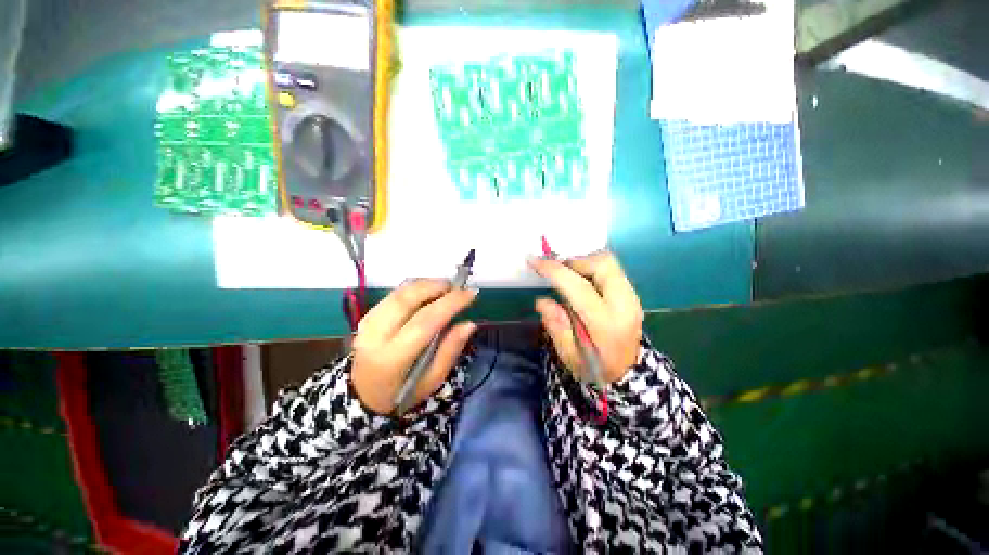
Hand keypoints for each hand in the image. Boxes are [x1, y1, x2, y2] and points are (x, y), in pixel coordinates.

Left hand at [351, 279, 477, 414]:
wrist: (364, 396)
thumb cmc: (403, 393)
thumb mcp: (432, 380)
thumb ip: (450, 350)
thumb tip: (470, 323)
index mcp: (392, 358)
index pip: (425, 321)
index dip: (450, 303)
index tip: (470, 293)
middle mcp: (375, 336)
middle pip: (407, 299)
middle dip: (435, 287)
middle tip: (457, 287)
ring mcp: (366, 324)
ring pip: (399, 292)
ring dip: (425, 284)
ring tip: (445, 286)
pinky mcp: (366, 317)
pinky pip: (393, 294)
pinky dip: (413, 288)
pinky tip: (428, 291)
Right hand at [529, 251, 642, 383]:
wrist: (627, 373)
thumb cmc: (595, 367)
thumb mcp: (568, 354)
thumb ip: (555, 326)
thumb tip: (542, 300)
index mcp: (607, 324)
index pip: (580, 288)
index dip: (555, 271)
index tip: (534, 261)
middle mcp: (625, 304)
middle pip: (602, 264)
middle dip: (574, 261)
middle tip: (556, 271)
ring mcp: (632, 297)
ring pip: (608, 262)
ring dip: (583, 263)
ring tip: (566, 275)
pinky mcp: (631, 293)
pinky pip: (610, 269)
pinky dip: (591, 267)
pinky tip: (579, 280)